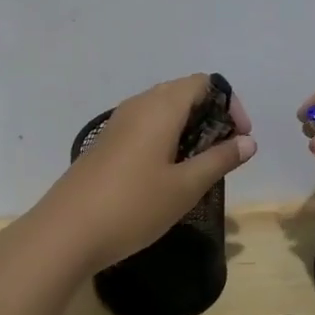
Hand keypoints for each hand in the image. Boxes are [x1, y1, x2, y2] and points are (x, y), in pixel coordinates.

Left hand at [26, 75, 256, 276]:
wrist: (66, 232)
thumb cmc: (133, 206)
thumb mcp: (185, 187)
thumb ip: (219, 160)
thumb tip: (248, 141)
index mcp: (160, 107)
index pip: (203, 82)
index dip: (229, 103)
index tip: (240, 137)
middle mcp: (138, 105)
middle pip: (182, 92)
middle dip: (210, 115)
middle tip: (224, 152)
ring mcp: (117, 123)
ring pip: (162, 110)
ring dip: (188, 128)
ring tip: (200, 164)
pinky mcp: (106, 143)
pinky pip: (145, 126)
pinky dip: (166, 138)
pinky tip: (168, 173)